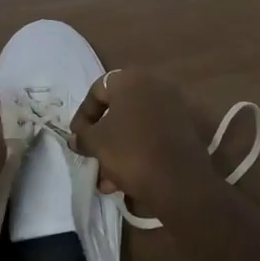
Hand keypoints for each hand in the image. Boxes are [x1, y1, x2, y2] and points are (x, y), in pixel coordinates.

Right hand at [71, 69, 216, 219]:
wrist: (179, 181)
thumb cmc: (131, 152)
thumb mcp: (97, 143)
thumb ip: (82, 135)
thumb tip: (75, 136)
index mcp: (132, 79)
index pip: (98, 90)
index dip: (83, 114)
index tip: (76, 137)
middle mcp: (154, 85)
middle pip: (118, 108)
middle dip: (102, 136)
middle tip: (92, 157)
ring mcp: (173, 105)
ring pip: (135, 124)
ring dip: (117, 149)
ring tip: (107, 180)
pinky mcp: (184, 127)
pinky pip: (152, 133)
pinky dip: (137, 150)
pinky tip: (126, 179)